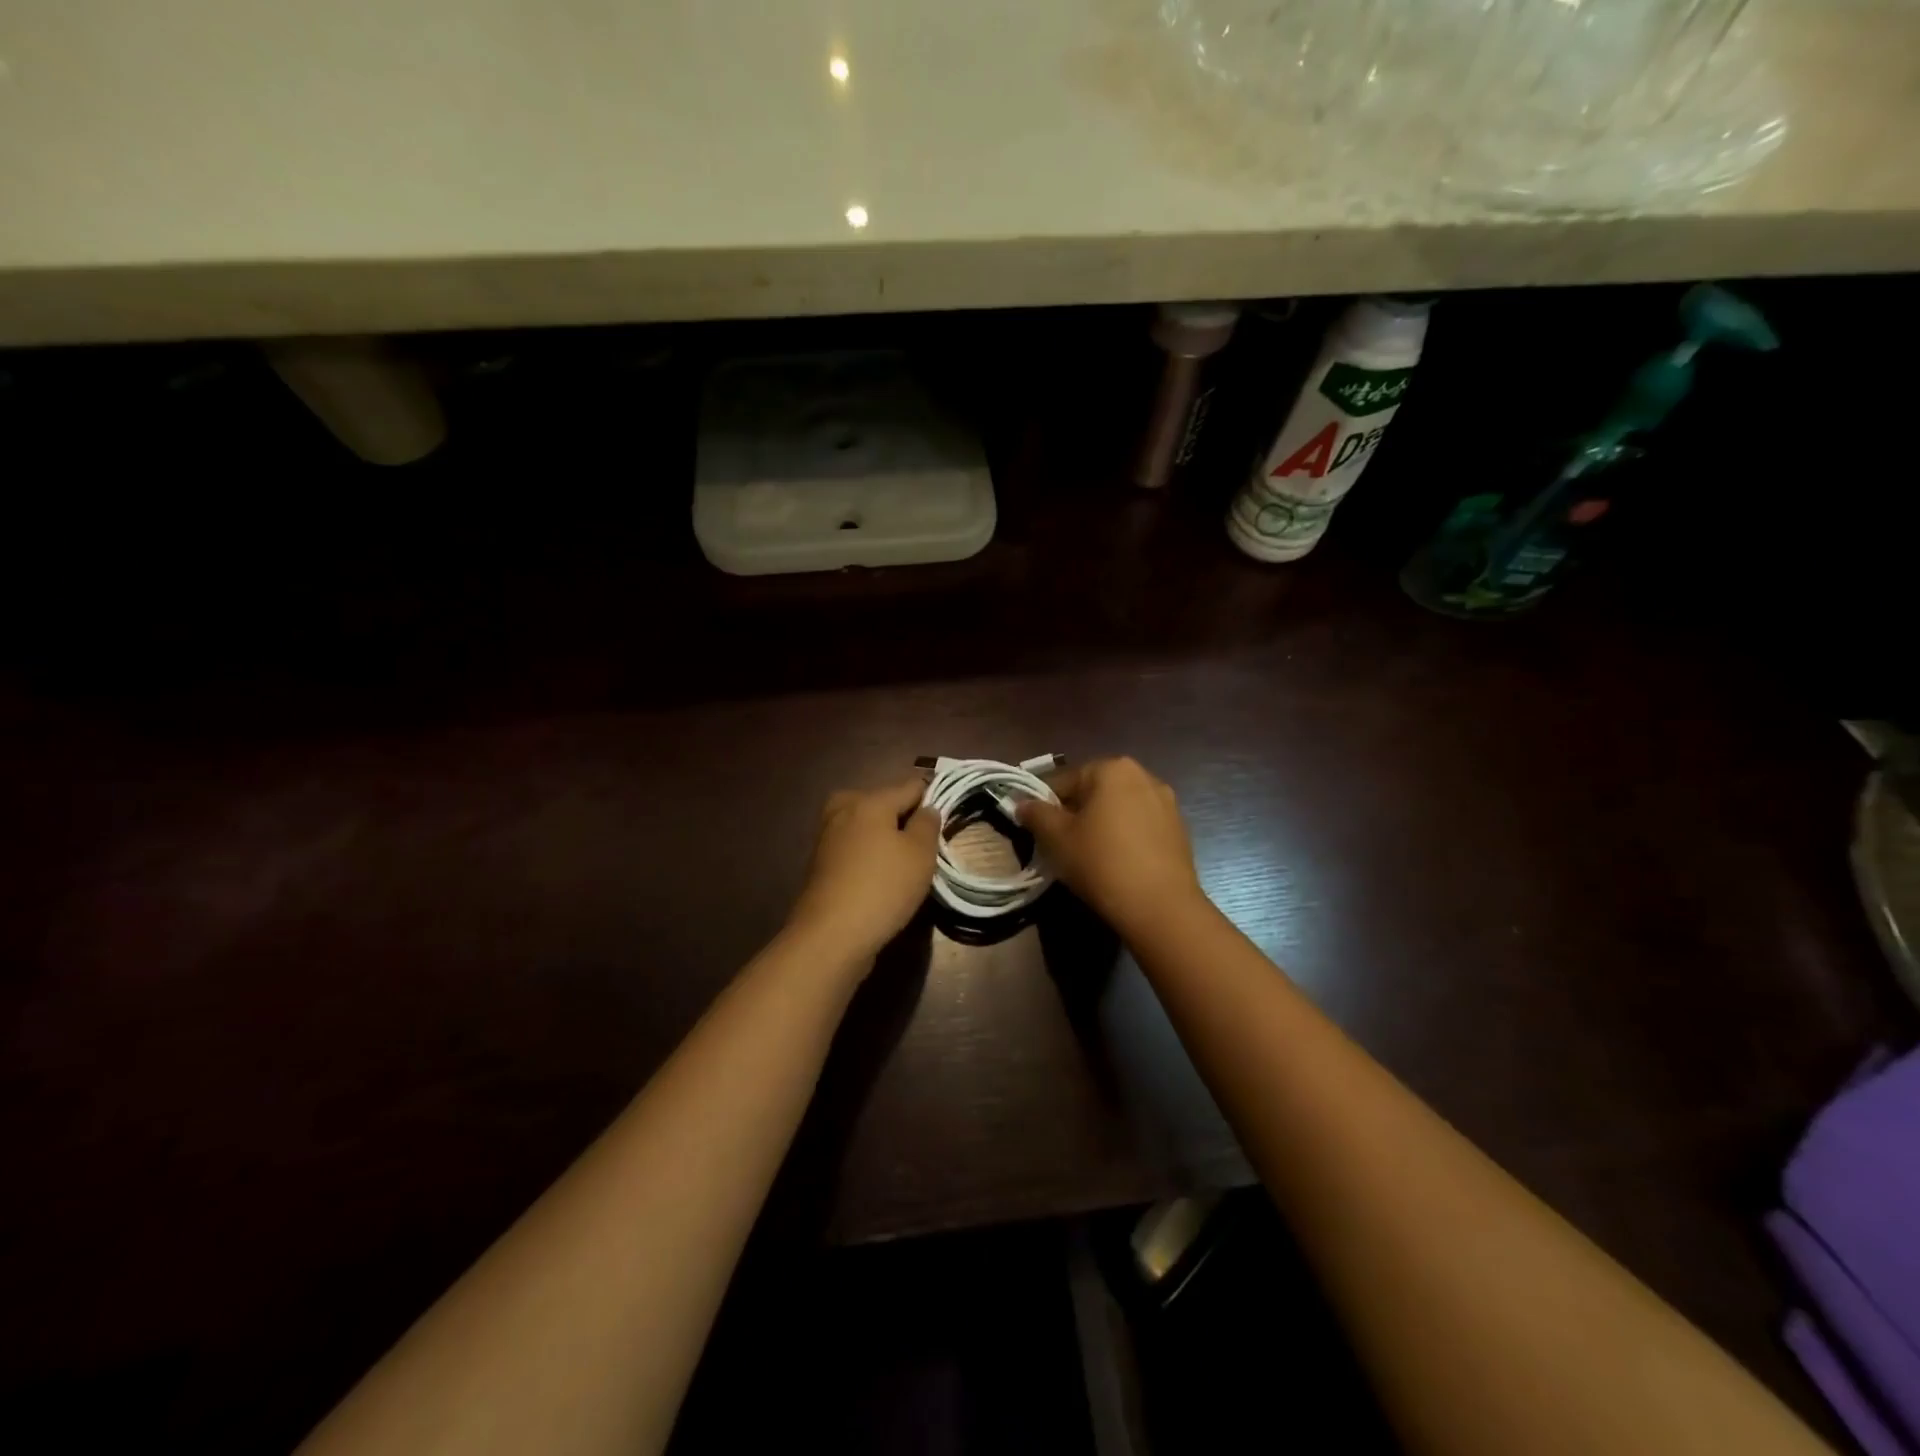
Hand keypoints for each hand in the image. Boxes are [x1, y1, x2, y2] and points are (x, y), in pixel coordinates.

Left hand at [787, 776, 939, 961]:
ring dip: (886, 840)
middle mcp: (843, 808)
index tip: (946, 822)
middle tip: (924, 848)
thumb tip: (927, 808)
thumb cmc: (883, 888)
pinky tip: (881, 880)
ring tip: (905, 868)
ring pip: (868, 827)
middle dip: (904, 819)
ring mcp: (827, 835)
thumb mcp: (920, 854)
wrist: (830, 936)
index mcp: (869, 799)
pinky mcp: (820, 862)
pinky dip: (869, 857)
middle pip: (885, 803)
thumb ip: (928, 824)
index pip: (911, 785)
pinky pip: (855, 848)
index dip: (932, 799)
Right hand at [1017, 757, 1202, 932]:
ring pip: (1119, 810)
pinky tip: (1116, 864)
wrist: (1161, 907)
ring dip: (1101, 826)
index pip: (1065, 781)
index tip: (1038, 831)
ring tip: (1089, 857)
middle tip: (1061, 845)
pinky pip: (1140, 827)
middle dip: (1076, 814)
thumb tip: (1022, 803)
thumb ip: (1036, 814)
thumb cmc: (1101, 863)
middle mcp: (1144, 776)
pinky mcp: (1180, 830)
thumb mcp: (1057, 838)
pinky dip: (1125, 838)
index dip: (1045, 806)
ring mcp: (1167, 803)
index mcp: (1112, 769)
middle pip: (1095, 792)